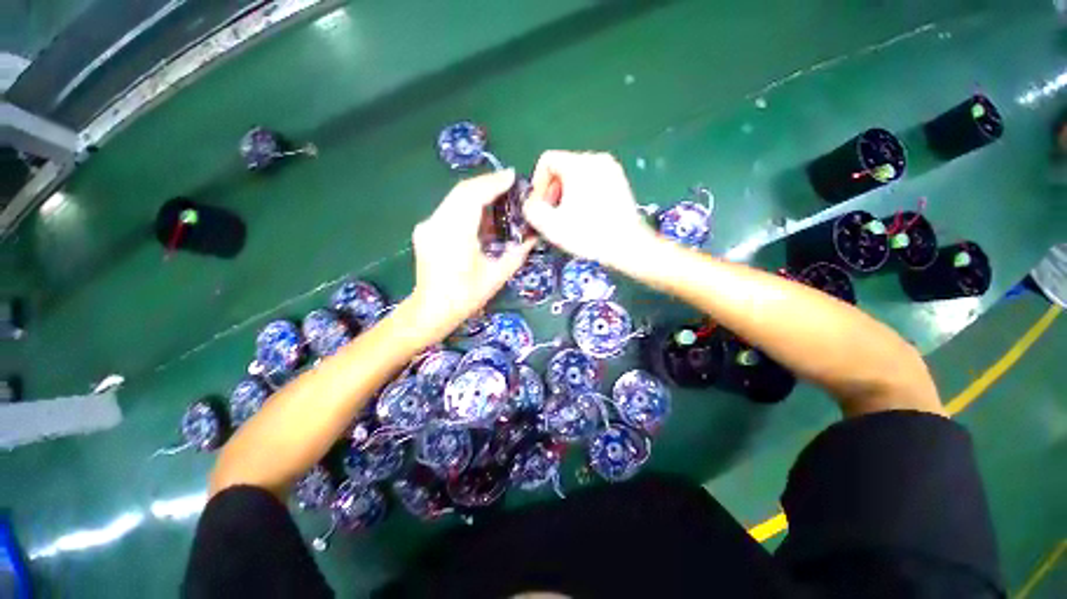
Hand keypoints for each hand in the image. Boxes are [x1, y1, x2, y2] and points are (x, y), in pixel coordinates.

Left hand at [408, 169, 535, 340]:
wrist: (431, 310)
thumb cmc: (465, 297)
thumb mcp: (496, 277)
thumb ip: (516, 255)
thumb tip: (532, 239)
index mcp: (455, 234)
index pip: (473, 196)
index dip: (493, 183)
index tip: (512, 176)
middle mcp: (437, 223)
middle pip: (461, 191)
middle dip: (487, 184)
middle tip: (508, 184)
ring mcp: (428, 226)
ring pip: (454, 198)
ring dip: (477, 194)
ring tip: (498, 196)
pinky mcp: (425, 230)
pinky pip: (448, 209)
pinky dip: (466, 206)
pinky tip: (480, 214)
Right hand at [523, 151, 657, 268]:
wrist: (627, 245)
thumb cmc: (588, 234)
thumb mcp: (550, 225)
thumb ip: (531, 209)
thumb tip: (531, 203)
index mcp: (578, 164)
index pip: (547, 161)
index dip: (538, 184)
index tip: (541, 206)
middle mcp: (596, 159)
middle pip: (562, 167)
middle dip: (552, 190)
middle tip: (553, 214)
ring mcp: (611, 169)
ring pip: (578, 175)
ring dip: (567, 194)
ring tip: (569, 216)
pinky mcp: (620, 181)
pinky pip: (593, 181)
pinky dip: (583, 194)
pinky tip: (586, 215)